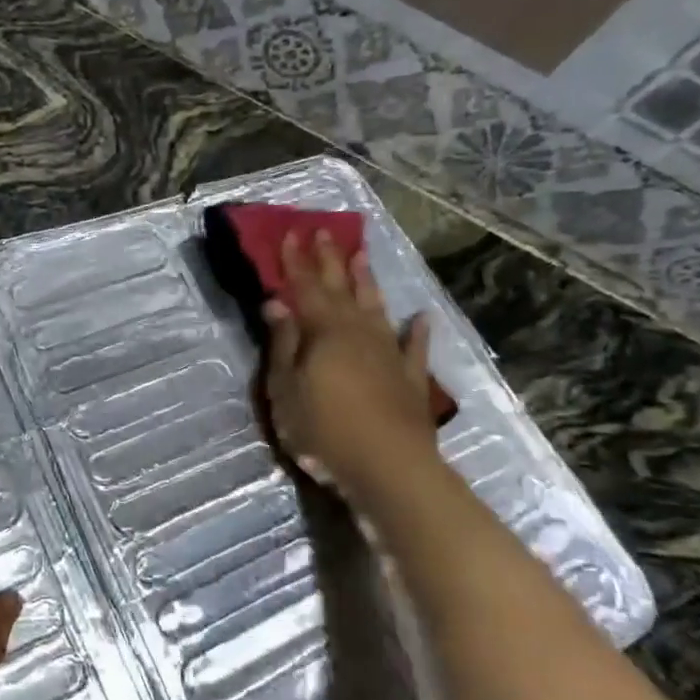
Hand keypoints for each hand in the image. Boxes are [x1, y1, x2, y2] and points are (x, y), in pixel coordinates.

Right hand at [263, 230, 440, 494]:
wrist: (388, 468)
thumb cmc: (323, 430)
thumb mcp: (285, 388)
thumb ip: (283, 343)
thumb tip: (276, 302)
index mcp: (324, 332)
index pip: (305, 287)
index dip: (296, 261)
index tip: (290, 233)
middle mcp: (358, 332)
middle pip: (341, 289)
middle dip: (330, 260)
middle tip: (325, 231)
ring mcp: (388, 353)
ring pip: (377, 308)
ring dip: (368, 283)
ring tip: (362, 258)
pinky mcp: (410, 379)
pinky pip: (415, 347)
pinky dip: (419, 331)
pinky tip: (422, 318)